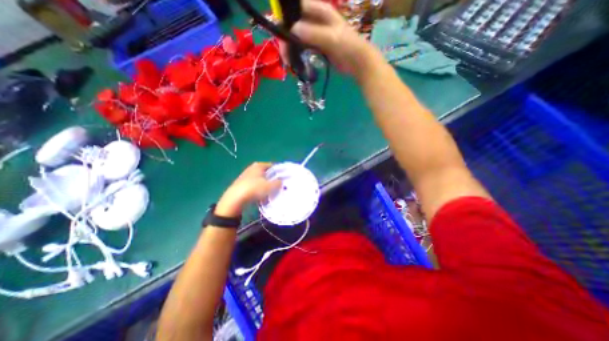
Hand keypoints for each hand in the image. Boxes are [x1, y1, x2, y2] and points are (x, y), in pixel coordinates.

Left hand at [216, 163, 283, 217]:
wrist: (235, 198)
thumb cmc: (254, 189)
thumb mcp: (270, 186)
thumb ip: (278, 183)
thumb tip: (281, 181)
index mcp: (259, 165)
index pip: (273, 166)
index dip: (279, 171)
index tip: (284, 178)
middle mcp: (252, 168)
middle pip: (266, 172)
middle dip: (272, 178)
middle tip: (279, 185)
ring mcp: (246, 175)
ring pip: (260, 179)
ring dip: (265, 184)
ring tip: (271, 191)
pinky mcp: (242, 184)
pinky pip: (254, 185)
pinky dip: (258, 188)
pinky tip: (261, 195)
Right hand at [283, 0, 381, 79]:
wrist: (357, 62)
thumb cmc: (347, 46)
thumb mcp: (331, 38)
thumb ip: (313, 34)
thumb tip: (292, 30)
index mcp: (320, 12)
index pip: (297, 8)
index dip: (285, 18)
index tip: (280, 35)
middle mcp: (315, 21)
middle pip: (294, 25)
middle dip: (287, 39)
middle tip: (285, 57)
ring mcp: (316, 35)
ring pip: (297, 38)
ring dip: (291, 49)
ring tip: (288, 62)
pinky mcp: (317, 47)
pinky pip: (303, 48)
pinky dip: (298, 55)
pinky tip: (295, 63)